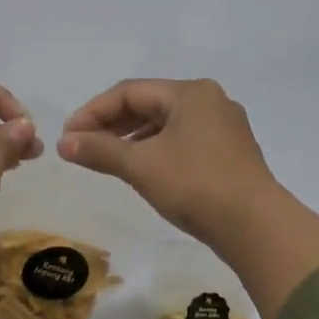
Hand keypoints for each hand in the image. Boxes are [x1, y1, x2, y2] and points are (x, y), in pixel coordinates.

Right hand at [56, 78, 278, 247]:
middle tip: (82, 146)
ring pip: (166, 124)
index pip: (129, 92)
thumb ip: (99, 150)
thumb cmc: (194, 185)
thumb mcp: (140, 166)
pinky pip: (183, 141)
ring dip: (132, 138)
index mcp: (189, 93)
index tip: (69, 136)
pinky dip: (156, 149)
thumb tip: (63, 143)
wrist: (255, 226)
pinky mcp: (230, 153)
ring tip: (106, 158)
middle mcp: (209, 101)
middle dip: (111, 124)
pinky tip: (142, 169)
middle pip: (149, 104)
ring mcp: (224, 127)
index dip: (93, 111)